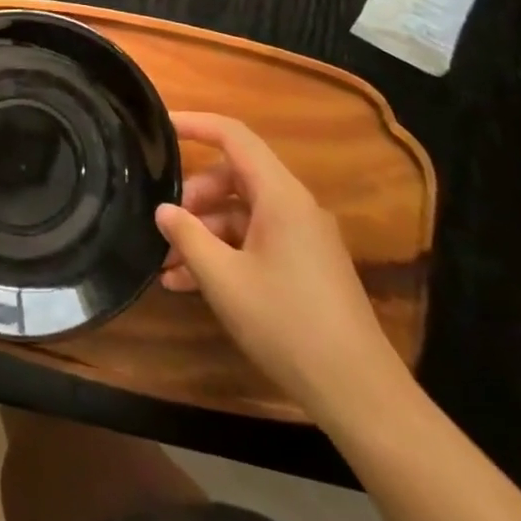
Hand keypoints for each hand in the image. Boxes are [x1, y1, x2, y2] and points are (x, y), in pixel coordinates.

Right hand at [156, 112, 401, 417]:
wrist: (360, 396)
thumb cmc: (287, 325)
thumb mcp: (224, 280)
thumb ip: (188, 237)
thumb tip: (163, 210)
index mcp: (280, 196)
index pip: (234, 136)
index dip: (196, 124)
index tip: (160, 126)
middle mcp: (294, 207)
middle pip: (233, 177)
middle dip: (193, 197)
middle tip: (164, 224)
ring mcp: (302, 238)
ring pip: (240, 214)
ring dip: (204, 234)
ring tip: (167, 267)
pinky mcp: (305, 267)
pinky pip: (255, 242)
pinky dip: (224, 254)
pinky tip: (190, 285)